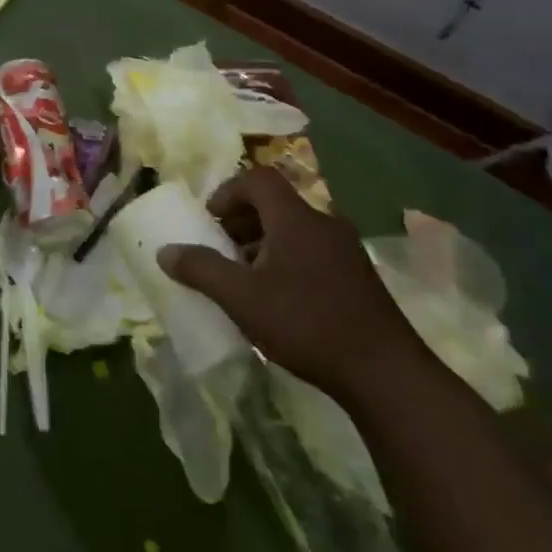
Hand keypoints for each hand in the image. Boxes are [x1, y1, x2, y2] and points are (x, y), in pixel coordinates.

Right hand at [157, 167, 424, 399]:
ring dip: (264, 240)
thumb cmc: (306, 324)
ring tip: (246, 275)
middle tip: (222, 247)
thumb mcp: (242, 298)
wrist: (386, 373)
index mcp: (295, 218)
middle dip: (242, 219)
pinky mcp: (358, 275)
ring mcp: (346, 249)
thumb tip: (165, 252)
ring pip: (295, 227)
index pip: (258, 179)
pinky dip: (287, 257)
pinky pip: (313, 249)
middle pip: (276, 202)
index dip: (228, 192)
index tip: (210, 220)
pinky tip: (279, 297)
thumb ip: (201, 270)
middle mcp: (323, 222)